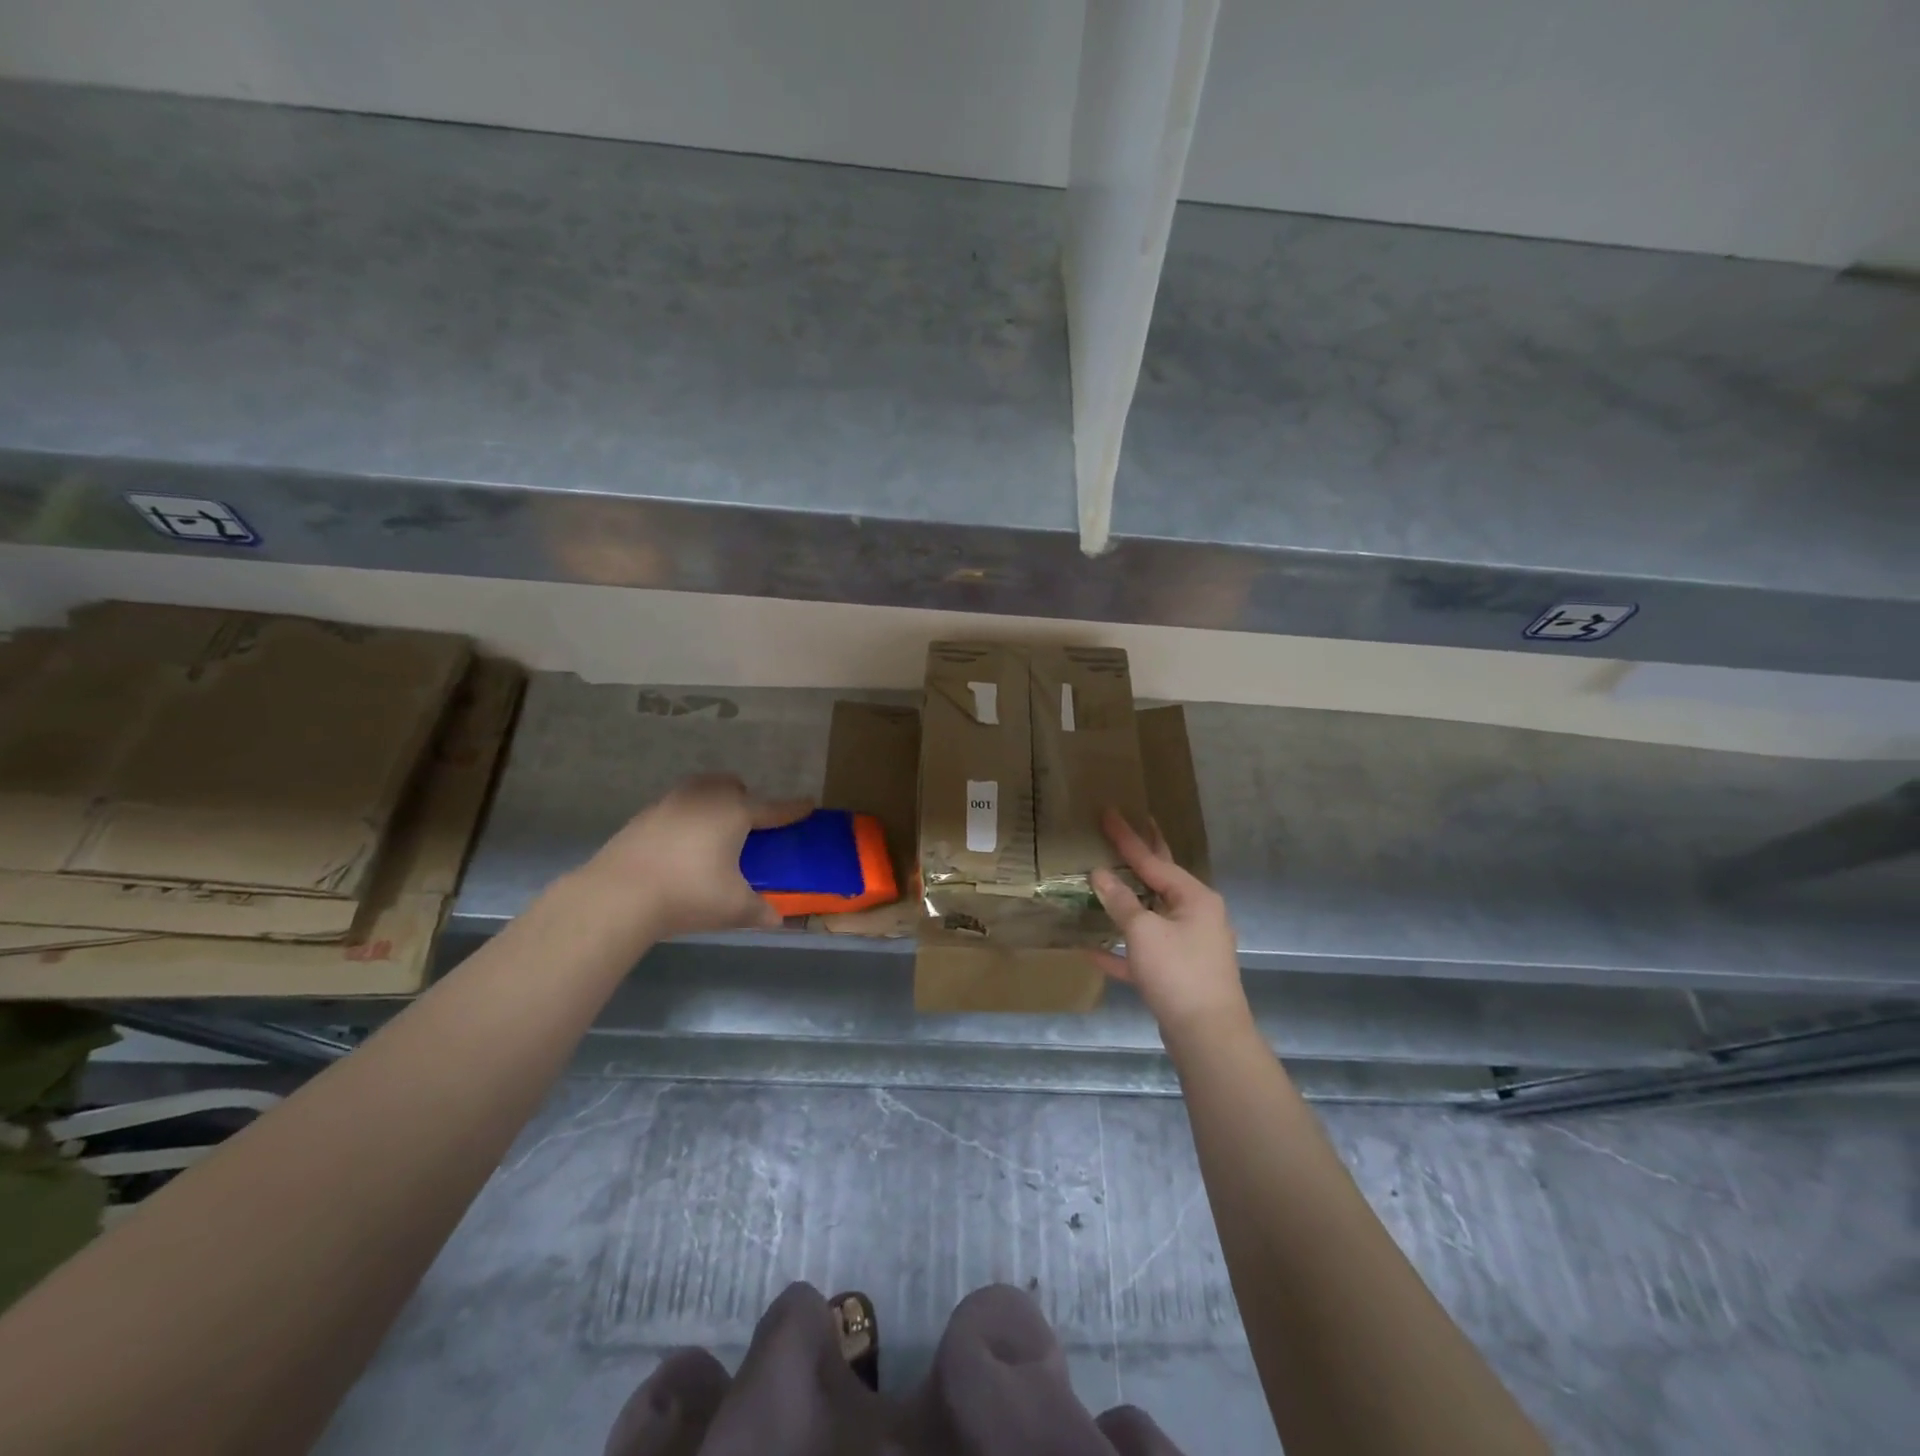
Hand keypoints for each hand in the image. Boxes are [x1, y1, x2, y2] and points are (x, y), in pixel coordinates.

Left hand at [576, 775, 811, 940]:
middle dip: (743, 798)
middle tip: (746, 826)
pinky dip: (685, 818)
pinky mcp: (644, 815)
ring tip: (712, 832)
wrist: (618, 894)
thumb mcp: (733, 908)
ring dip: (712, 802)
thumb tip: (776, 919)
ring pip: (700, 789)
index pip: (774, 809)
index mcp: (735, 813)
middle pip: (731, 786)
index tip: (809, 804)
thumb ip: (759, 911)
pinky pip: (675, 806)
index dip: (793, 808)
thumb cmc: (688, 894)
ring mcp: (671, 802)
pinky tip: (679, 845)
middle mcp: (705, 798)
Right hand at [1090, 809, 1250, 1039]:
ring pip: (1152, 915)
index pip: (1153, 860)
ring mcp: (1190, 945)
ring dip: (1127, 903)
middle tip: (1126, 828)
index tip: (1108, 812)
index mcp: (1195, 897)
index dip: (1127, 837)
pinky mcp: (1178, 973)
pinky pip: (1145, 952)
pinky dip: (1123, 949)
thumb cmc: (1178, 972)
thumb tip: (1100, 875)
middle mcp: (1197, 915)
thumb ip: (1120, 901)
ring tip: (1107, 880)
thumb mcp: (1144, 931)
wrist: (1208, 1037)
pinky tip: (1093, 949)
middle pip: (1160, 880)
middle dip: (1140, 858)